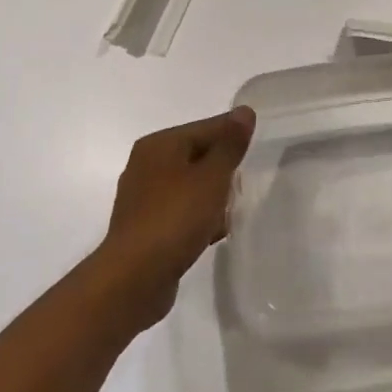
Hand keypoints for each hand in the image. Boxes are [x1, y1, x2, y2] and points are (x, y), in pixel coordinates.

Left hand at [98, 107, 254, 328]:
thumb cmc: (176, 217)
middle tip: (246, 181)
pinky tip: (216, 231)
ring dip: (212, 195)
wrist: (134, 279)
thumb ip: (230, 144)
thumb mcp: (212, 176)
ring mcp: (143, 199)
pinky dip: (198, 217)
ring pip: (189, 185)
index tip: (258, 148)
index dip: (234, 136)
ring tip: (234, 209)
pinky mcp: (145, 228)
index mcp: (159, 145)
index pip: (206, 127)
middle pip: (197, 155)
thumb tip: (244, 111)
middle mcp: (146, 165)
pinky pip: (180, 212)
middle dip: (223, 168)